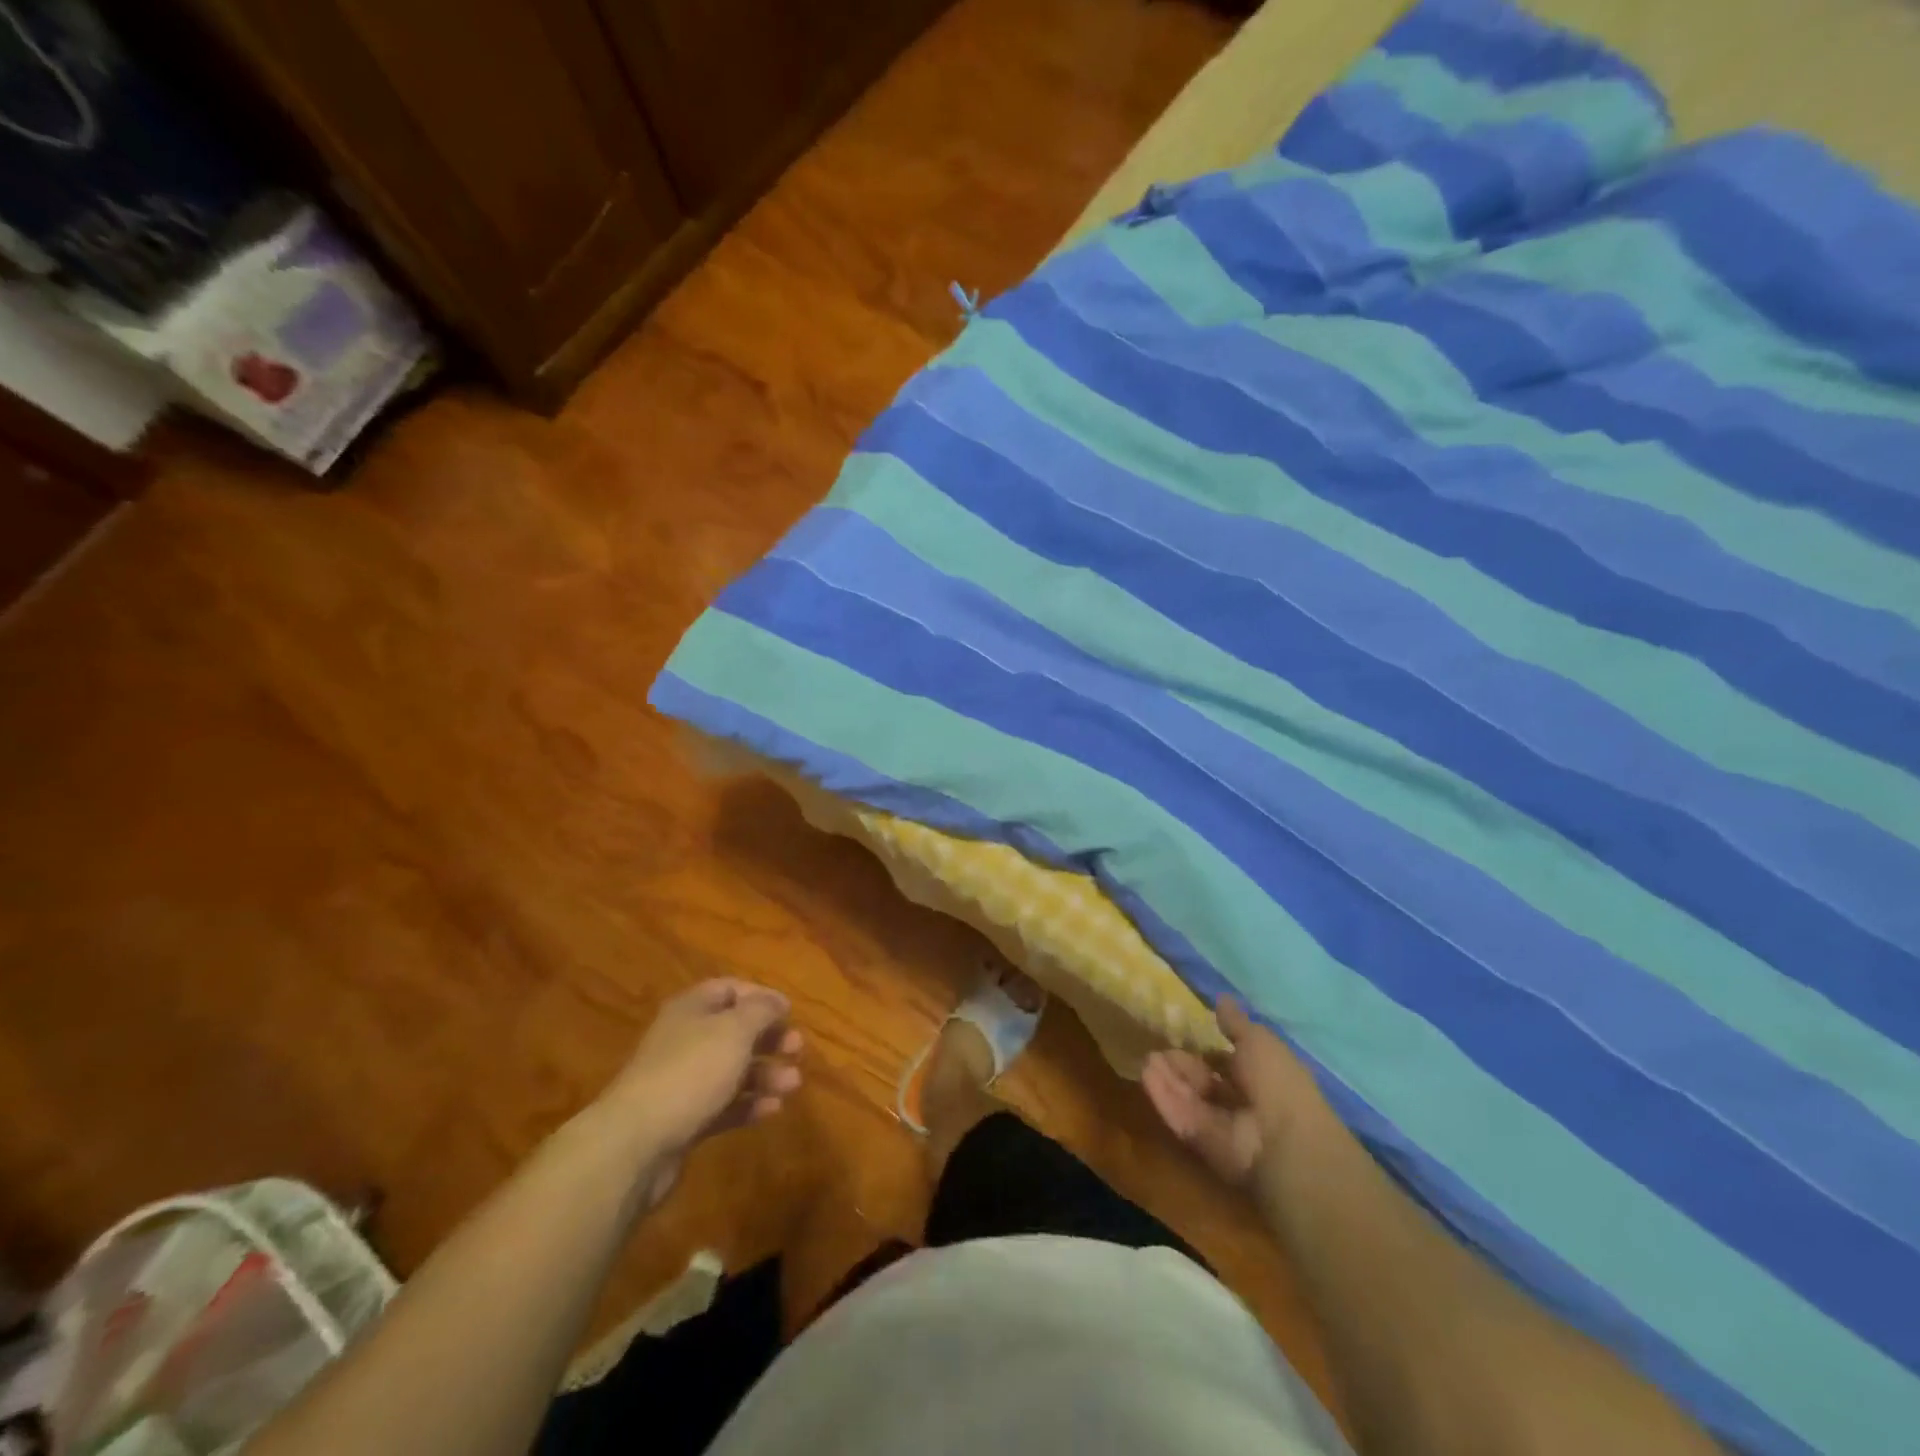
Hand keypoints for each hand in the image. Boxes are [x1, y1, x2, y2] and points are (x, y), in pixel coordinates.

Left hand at [597, 979, 803, 1205]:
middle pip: (734, 1031)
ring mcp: (682, 1082)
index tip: (790, 1012)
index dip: (761, 997)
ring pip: (732, 1070)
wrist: (635, 1143)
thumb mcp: (735, 1030)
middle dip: (768, 1038)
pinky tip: (773, 1110)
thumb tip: (776, 1001)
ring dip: (765, 1074)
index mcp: (691, 1009)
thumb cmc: (691, 1071)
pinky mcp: (684, 1120)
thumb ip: (761, 1010)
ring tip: (793, 1084)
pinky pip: (723, 1105)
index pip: (729, 990)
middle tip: (797, 1049)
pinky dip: (749, 1104)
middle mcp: (685, 1040)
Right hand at [1142, 996, 1332, 1190]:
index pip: (1229, 1064)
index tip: (1186, 1033)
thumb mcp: (1258, 1040)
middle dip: (1182, 1063)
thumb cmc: (1276, 1081)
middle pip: (1204, 1081)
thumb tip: (1222, 998)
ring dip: (1168, 1076)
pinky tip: (1145, 1073)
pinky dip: (1163, 1094)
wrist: (1279, 1140)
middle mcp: (1240, 1103)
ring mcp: (1219, 1123)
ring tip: (1147, 1055)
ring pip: (1188, 1096)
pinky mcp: (1199, 1140)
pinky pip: (1178, 1114)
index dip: (1209, 1050)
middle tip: (1159, 1045)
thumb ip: (1235, 1023)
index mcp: (1262, 1079)